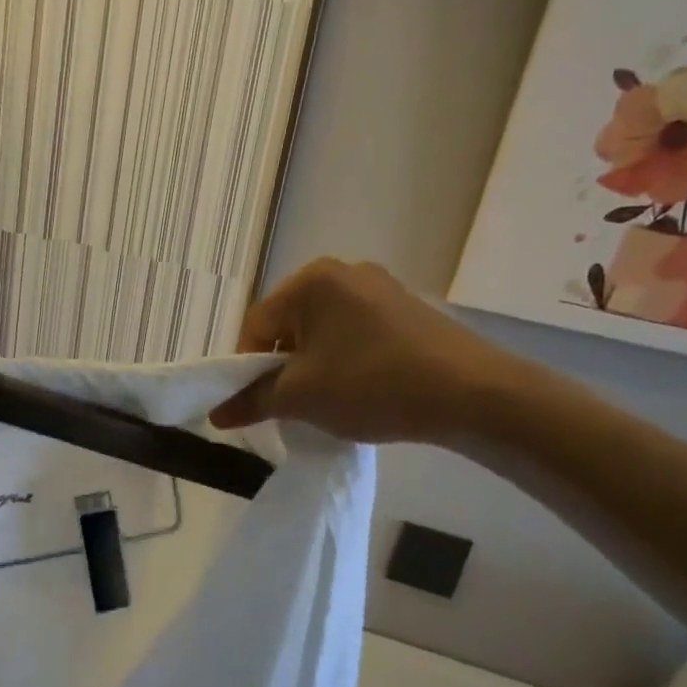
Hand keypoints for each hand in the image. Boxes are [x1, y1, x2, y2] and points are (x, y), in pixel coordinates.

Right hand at [209, 259, 525, 444]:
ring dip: (313, 367)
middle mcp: (343, 272)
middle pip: (289, 325)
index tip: (256, 404)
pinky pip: (355, 334)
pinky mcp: (407, 309)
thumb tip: (216, 415)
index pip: (255, 325)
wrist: (470, 393)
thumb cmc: (370, 384)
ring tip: (327, 403)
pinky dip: (344, 361)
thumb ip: (252, 401)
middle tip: (291, 406)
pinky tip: (360, 390)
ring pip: (323, 332)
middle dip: (282, 368)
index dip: (246, 368)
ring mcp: (380, 288)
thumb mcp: (300, 398)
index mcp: (311, 281)